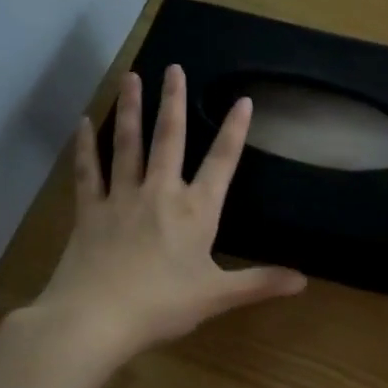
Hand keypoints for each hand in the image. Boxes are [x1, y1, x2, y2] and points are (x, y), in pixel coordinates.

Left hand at [29, 65, 306, 363]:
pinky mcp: (90, 210)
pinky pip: (89, 171)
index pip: (222, 161)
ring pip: (128, 144)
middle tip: (173, 68)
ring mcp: (122, 198)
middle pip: (170, 138)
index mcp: (196, 211)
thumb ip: (260, 283)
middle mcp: (161, 193)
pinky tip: (84, 122)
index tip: (243, 100)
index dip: (234, 130)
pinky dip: (86, 146)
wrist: (94, 319)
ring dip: (131, 109)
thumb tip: (303, 279)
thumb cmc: (161, 306)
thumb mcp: (217, 296)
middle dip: (174, 101)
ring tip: (132, 77)